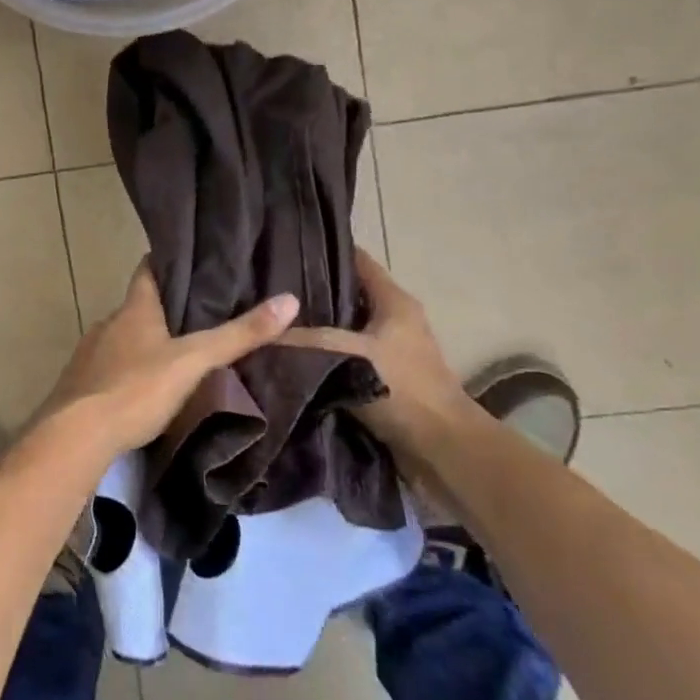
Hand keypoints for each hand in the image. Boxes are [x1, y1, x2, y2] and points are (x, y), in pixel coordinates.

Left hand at [37, 261, 298, 456]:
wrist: (76, 435)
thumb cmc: (136, 389)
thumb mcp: (194, 362)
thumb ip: (238, 335)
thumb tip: (289, 300)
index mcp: (134, 310)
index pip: (147, 270)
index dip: (166, 261)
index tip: (189, 259)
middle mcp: (108, 324)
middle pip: (138, 307)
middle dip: (164, 309)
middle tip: (199, 314)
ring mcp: (90, 354)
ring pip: (124, 339)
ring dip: (146, 342)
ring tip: (178, 353)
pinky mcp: (81, 385)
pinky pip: (110, 368)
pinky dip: (129, 370)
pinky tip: (145, 388)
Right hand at [279, 250, 466, 451]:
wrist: (443, 451)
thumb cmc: (401, 389)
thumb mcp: (345, 354)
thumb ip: (302, 340)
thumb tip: (256, 334)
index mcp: (393, 300)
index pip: (355, 260)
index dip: (323, 251)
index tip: (282, 248)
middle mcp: (393, 319)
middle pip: (345, 295)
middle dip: (309, 293)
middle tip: (265, 290)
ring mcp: (390, 352)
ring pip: (342, 329)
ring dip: (313, 329)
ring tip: (270, 324)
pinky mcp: (382, 381)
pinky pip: (343, 358)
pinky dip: (322, 358)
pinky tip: (290, 361)